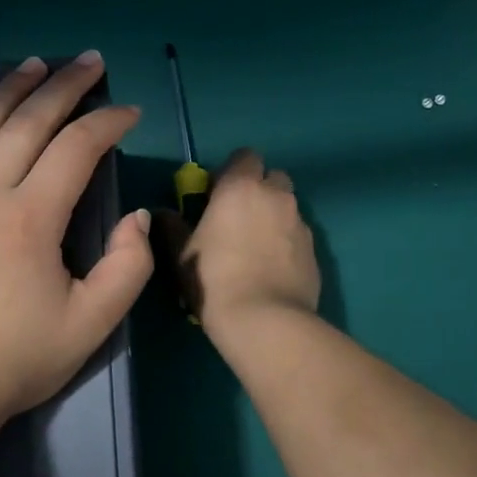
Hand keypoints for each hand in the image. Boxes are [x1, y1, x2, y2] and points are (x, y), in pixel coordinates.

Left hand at [0, 54, 154, 432]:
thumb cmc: (13, 362)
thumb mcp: (92, 324)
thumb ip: (128, 267)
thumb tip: (135, 217)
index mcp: (30, 218)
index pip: (77, 148)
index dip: (108, 122)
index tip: (128, 113)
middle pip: (27, 122)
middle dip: (64, 86)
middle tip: (89, 62)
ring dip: (8, 90)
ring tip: (34, 66)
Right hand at [170, 149, 319, 337]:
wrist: (265, 320)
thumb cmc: (213, 278)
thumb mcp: (181, 254)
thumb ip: (172, 226)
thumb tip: (162, 212)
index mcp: (241, 187)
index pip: (245, 156)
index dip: (232, 171)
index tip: (217, 194)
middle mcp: (276, 195)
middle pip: (273, 177)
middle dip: (259, 189)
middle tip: (239, 216)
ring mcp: (300, 222)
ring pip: (288, 206)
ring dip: (274, 216)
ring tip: (257, 246)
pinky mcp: (314, 249)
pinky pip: (298, 234)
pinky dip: (287, 242)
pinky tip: (273, 268)